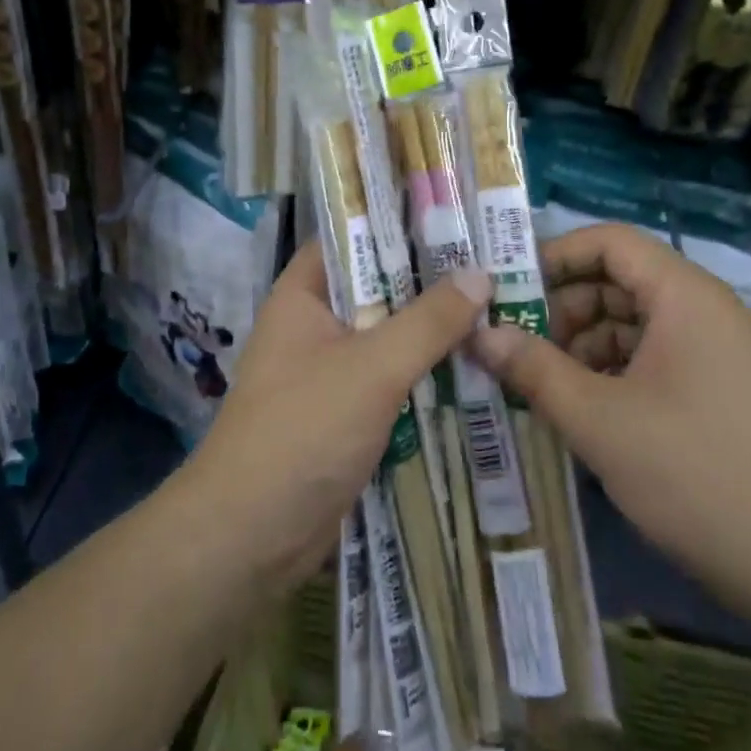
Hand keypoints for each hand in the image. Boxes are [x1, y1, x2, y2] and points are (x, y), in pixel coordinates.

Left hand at [181, 243, 491, 583]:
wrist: (251, 536)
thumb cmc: (303, 431)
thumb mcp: (372, 367)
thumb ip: (428, 321)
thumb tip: (480, 274)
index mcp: (304, 294)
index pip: (352, 236)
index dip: (398, 222)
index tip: (454, 214)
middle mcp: (315, 324)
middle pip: (378, 288)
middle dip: (430, 280)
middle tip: (494, 262)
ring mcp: (329, 371)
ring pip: (389, 337)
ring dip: (433, 331)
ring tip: (499, 307)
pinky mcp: (346, 414)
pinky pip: (391, 380)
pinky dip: (425, 374)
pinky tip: (476, 367)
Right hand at [471, 223, 750, 619]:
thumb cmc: (699, 475)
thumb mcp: (600, 421)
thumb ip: (534, 369)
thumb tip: (478, 334)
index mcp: (683, 296)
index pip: (608, 242)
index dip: (553, 257)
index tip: (505, 292)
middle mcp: (700, 311)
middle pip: (615, 282)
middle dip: (559, 310)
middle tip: (512, 348)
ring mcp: (711, 353)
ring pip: (628, 325)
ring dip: (579, 347)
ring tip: (536, 386)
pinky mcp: (713, 392)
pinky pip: (647, 361)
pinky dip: (607, 375)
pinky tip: (578, 411)